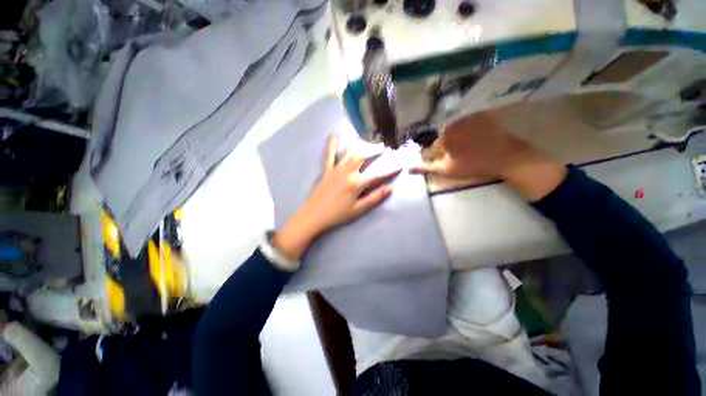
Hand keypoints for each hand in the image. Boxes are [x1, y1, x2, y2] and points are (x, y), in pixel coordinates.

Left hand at [273, 135, 400, 261]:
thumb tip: (389, 189)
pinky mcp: (326, 170)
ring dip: (359, 145)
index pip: (377, 174)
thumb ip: (374, 198)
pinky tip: (334, 136)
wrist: (313, 216)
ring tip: (366, 141)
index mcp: (356, 183)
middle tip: (382, 147)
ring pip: (349, 152)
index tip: (401, 163)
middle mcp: (347, 172)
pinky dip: (331, 144)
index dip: (391, 169)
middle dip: (374, 150)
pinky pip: (328, 154)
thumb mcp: (358, 210)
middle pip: (363, 156)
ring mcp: (335, 169)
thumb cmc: (337, 215)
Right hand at [410, 112, 524, 179]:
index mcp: (444, 133)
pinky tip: (480, 139)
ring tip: (471, 148)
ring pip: (456, 127)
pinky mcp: (483, 114)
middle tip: (462, 154)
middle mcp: (454, 120)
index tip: (452, 160)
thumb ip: (425, 168)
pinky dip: (471, 129)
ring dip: (460, 137)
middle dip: (450, 144)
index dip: (441, 154)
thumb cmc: (473, 165)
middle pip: (444, 133)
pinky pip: (470, 122)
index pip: (434, 144)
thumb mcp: (446, 170)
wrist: (507, 158)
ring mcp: (470, 115)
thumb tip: (407, 168)